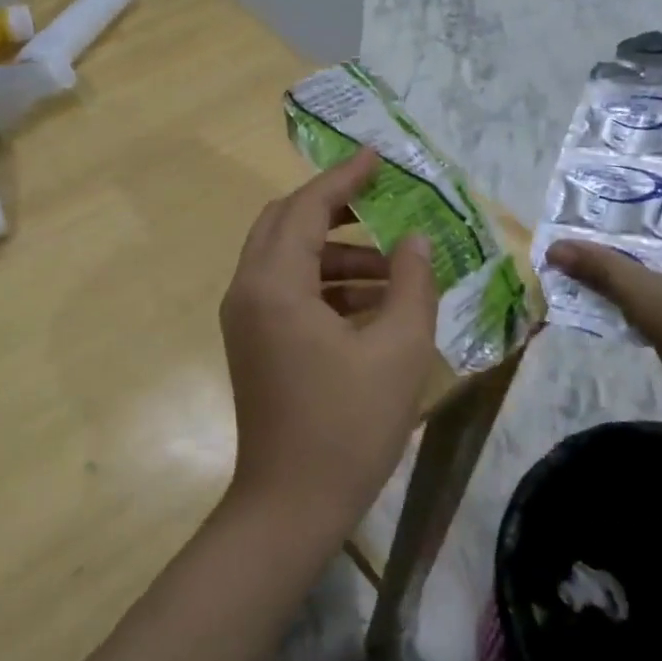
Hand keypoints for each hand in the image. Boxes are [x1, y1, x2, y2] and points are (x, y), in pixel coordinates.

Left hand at [220, 149, 438, 530]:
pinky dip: (325, 285)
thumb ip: (413, 284)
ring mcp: (245, 320)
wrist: (292, 503)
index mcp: (275, 284)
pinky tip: (373, 305)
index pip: (307, 208)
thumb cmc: (349, 426)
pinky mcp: (253, 344)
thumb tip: (416, 241)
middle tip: (383, 202)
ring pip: (287, 260)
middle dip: (333, 208)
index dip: (344, 179)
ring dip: (336, 253)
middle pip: (285, 224)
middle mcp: (248, 291)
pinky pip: (286, 292)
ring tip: (396, 270)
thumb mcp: (399, 350)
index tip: (378, 157)